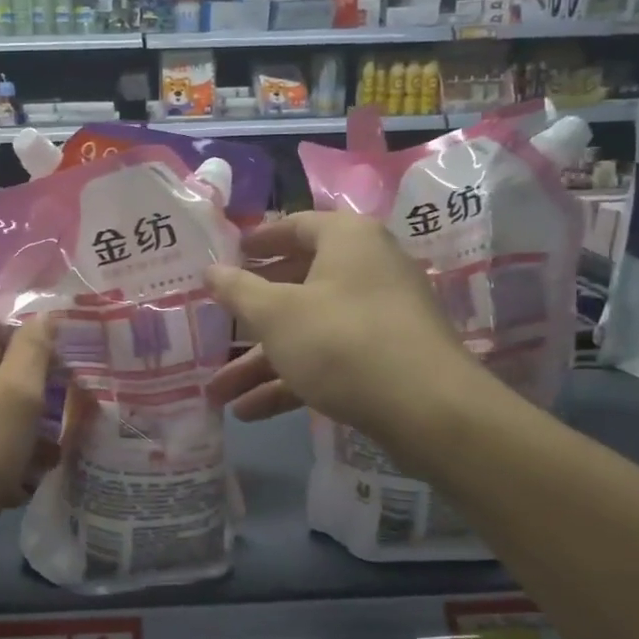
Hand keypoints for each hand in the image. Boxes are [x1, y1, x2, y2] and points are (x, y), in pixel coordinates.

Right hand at [205, 211, 473, 450]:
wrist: (428, 409)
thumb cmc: (341, 340)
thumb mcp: (276, 314)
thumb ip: (238, 290)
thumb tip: (210, 270)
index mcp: (347, 239)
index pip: (295, 226)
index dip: (258, 241)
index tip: (227, 255)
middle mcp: (368, 268)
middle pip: (297, 284)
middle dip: (249, 318)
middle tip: (215, 326)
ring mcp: (379, 316)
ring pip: (308, 330)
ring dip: (262, 361)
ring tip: (219, 392)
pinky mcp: (385, 358)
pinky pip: (328, 359)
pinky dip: (292, 380)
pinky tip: (251, 412)